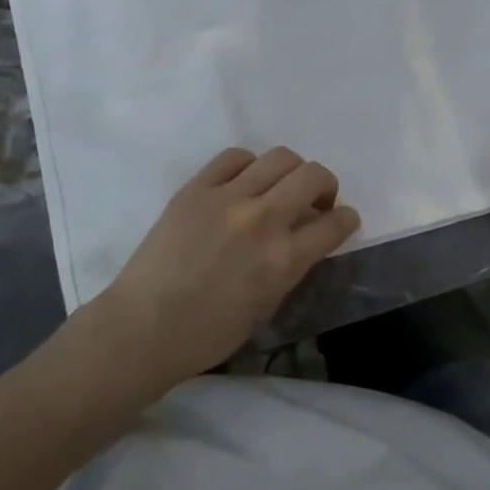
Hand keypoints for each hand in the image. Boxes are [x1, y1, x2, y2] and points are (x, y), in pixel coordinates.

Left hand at [91, 146, 360, 387]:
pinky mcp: (196, 187)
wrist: (144, 327)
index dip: (346, 219)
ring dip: (292, 172)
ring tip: (281, 188)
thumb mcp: (268, 305)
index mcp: (284, 259)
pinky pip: (234, 157)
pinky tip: (244, 182)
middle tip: (316, 201)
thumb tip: (304, 238)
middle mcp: (262, 219)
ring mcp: (227, 197)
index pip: (335, 223)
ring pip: (280, 157)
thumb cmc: (209, 332)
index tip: (342, 220)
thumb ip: (292, 266)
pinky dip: (250, 166)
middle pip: (313, 176)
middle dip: (326, 187)